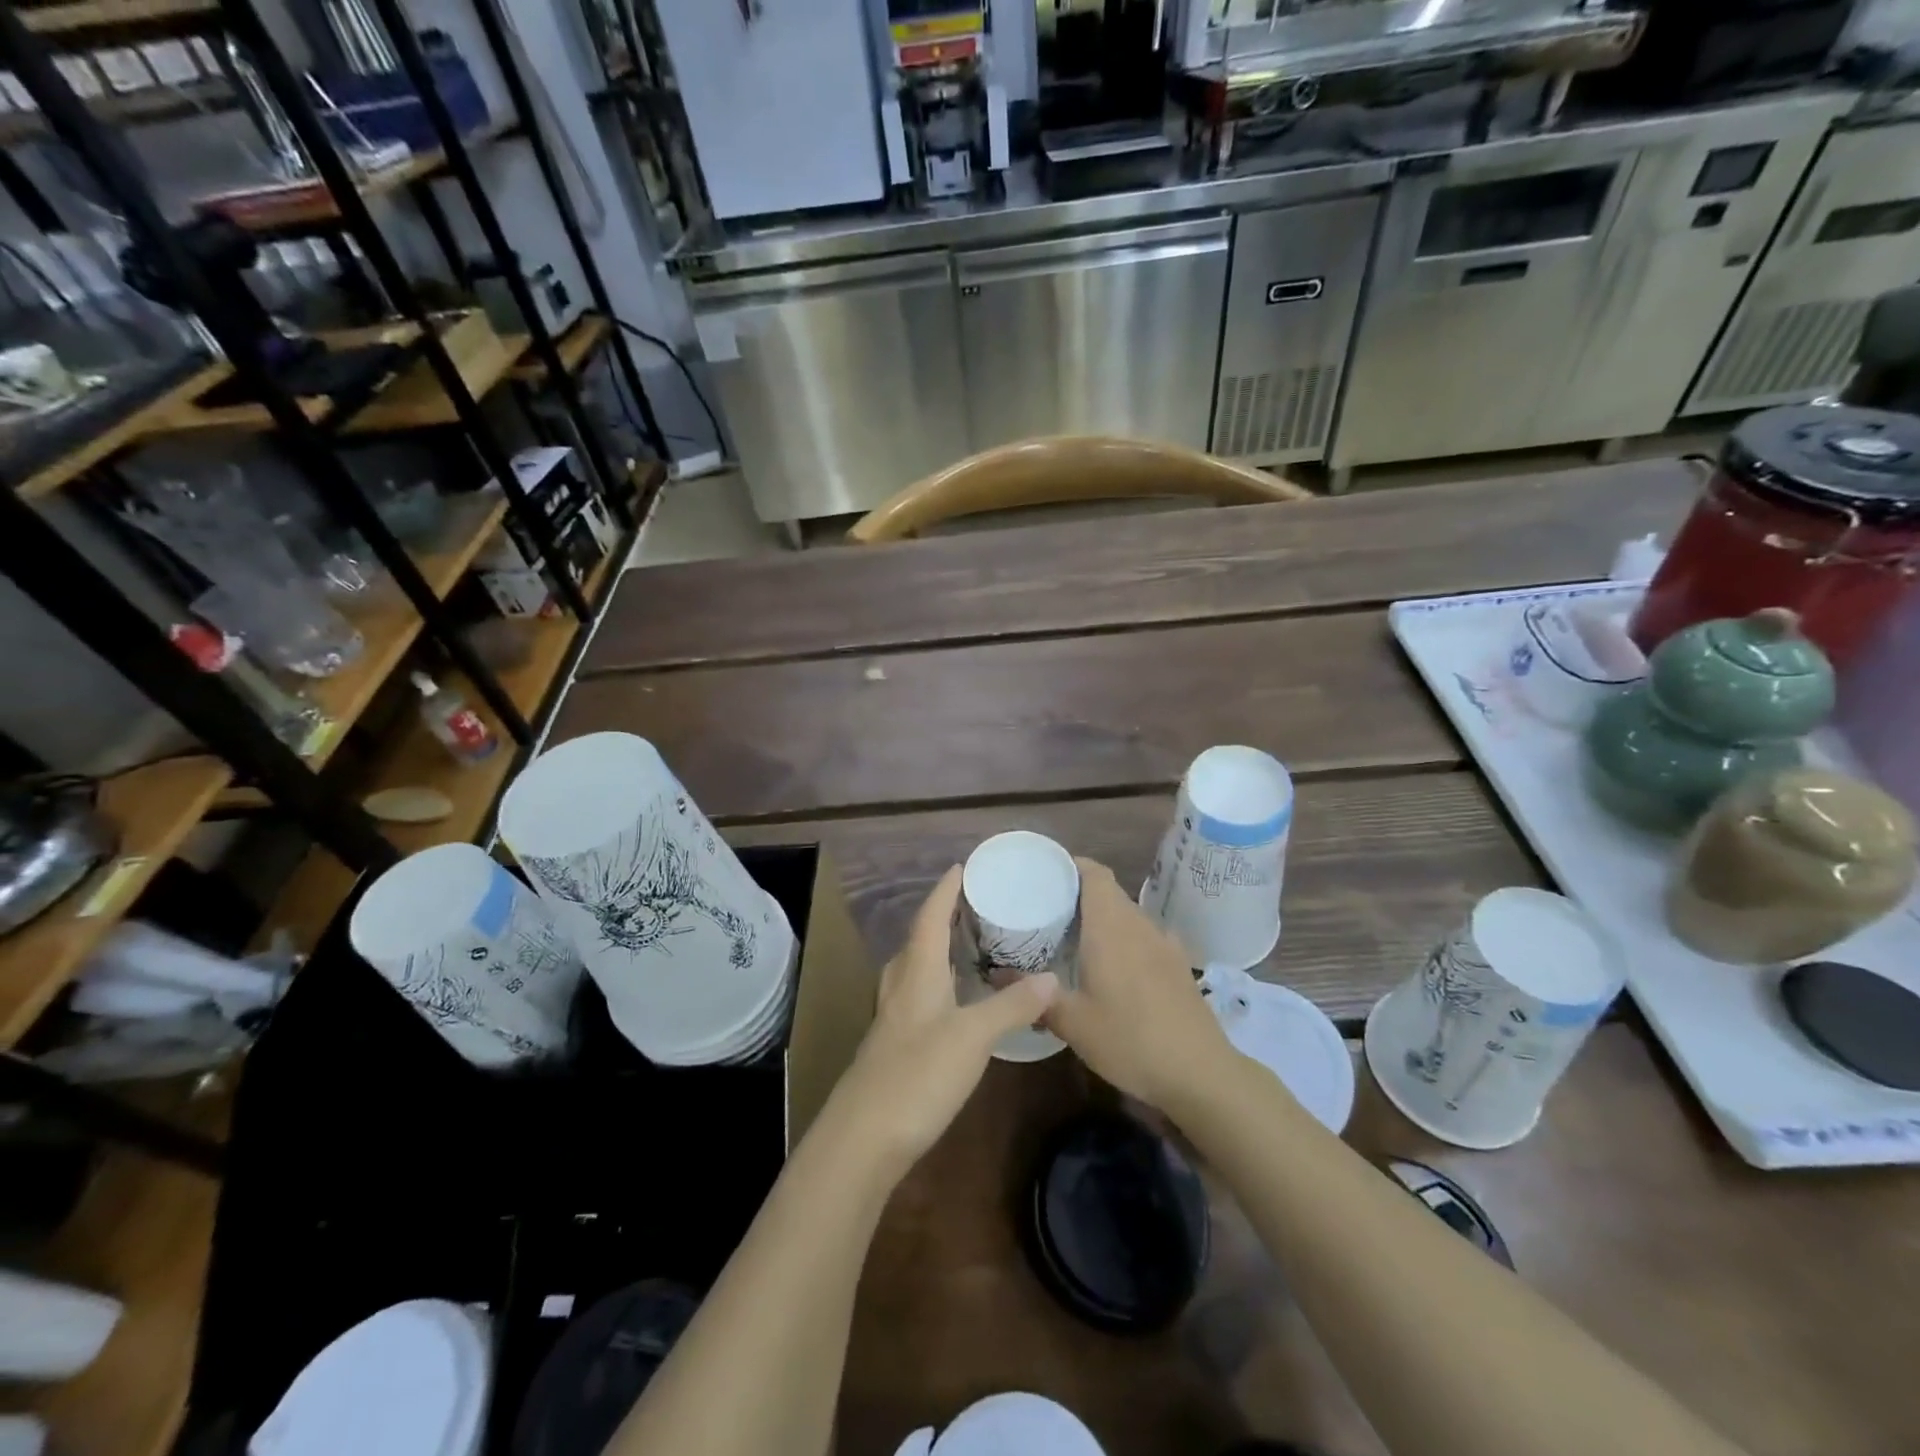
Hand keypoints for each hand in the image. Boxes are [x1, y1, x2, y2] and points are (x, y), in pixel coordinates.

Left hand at [822, 866, 1058, 1176]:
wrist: (864, 1137)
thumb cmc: (918, 1074)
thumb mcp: (973, 1037)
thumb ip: (1011, 1006)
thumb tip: (1052, 977)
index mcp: (917, 971)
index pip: (931, 916)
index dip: (946, 890)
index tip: (963, 866)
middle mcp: (901, 985)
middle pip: (919, 938)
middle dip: (943, 916)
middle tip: (974, 904)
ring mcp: (893, 1017)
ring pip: (914, 968)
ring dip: (937, 949)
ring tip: (966, 944)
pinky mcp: (893, 1045)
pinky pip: (916, 995)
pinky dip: (937, 982)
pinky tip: (953, 1000)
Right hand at [1044, 859, 1237, 1115]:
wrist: (1201, 1074)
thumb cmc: (1130, 1040)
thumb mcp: (1073, 1023)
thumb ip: (1036, 996)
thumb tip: (996, 976)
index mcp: (1111, 927)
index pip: (1094, 874)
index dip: (1071, 865)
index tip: (1045, 874)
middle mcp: (1139, 925)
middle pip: (1109, 893)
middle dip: (1079, 895)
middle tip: (1047, 912)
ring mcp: (1165, 944)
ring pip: (1128, 916)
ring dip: (1103, 920)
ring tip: (1074, 940)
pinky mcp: (1179, 965)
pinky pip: (1144, 937)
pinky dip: (1124, 941)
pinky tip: (1113, 971)